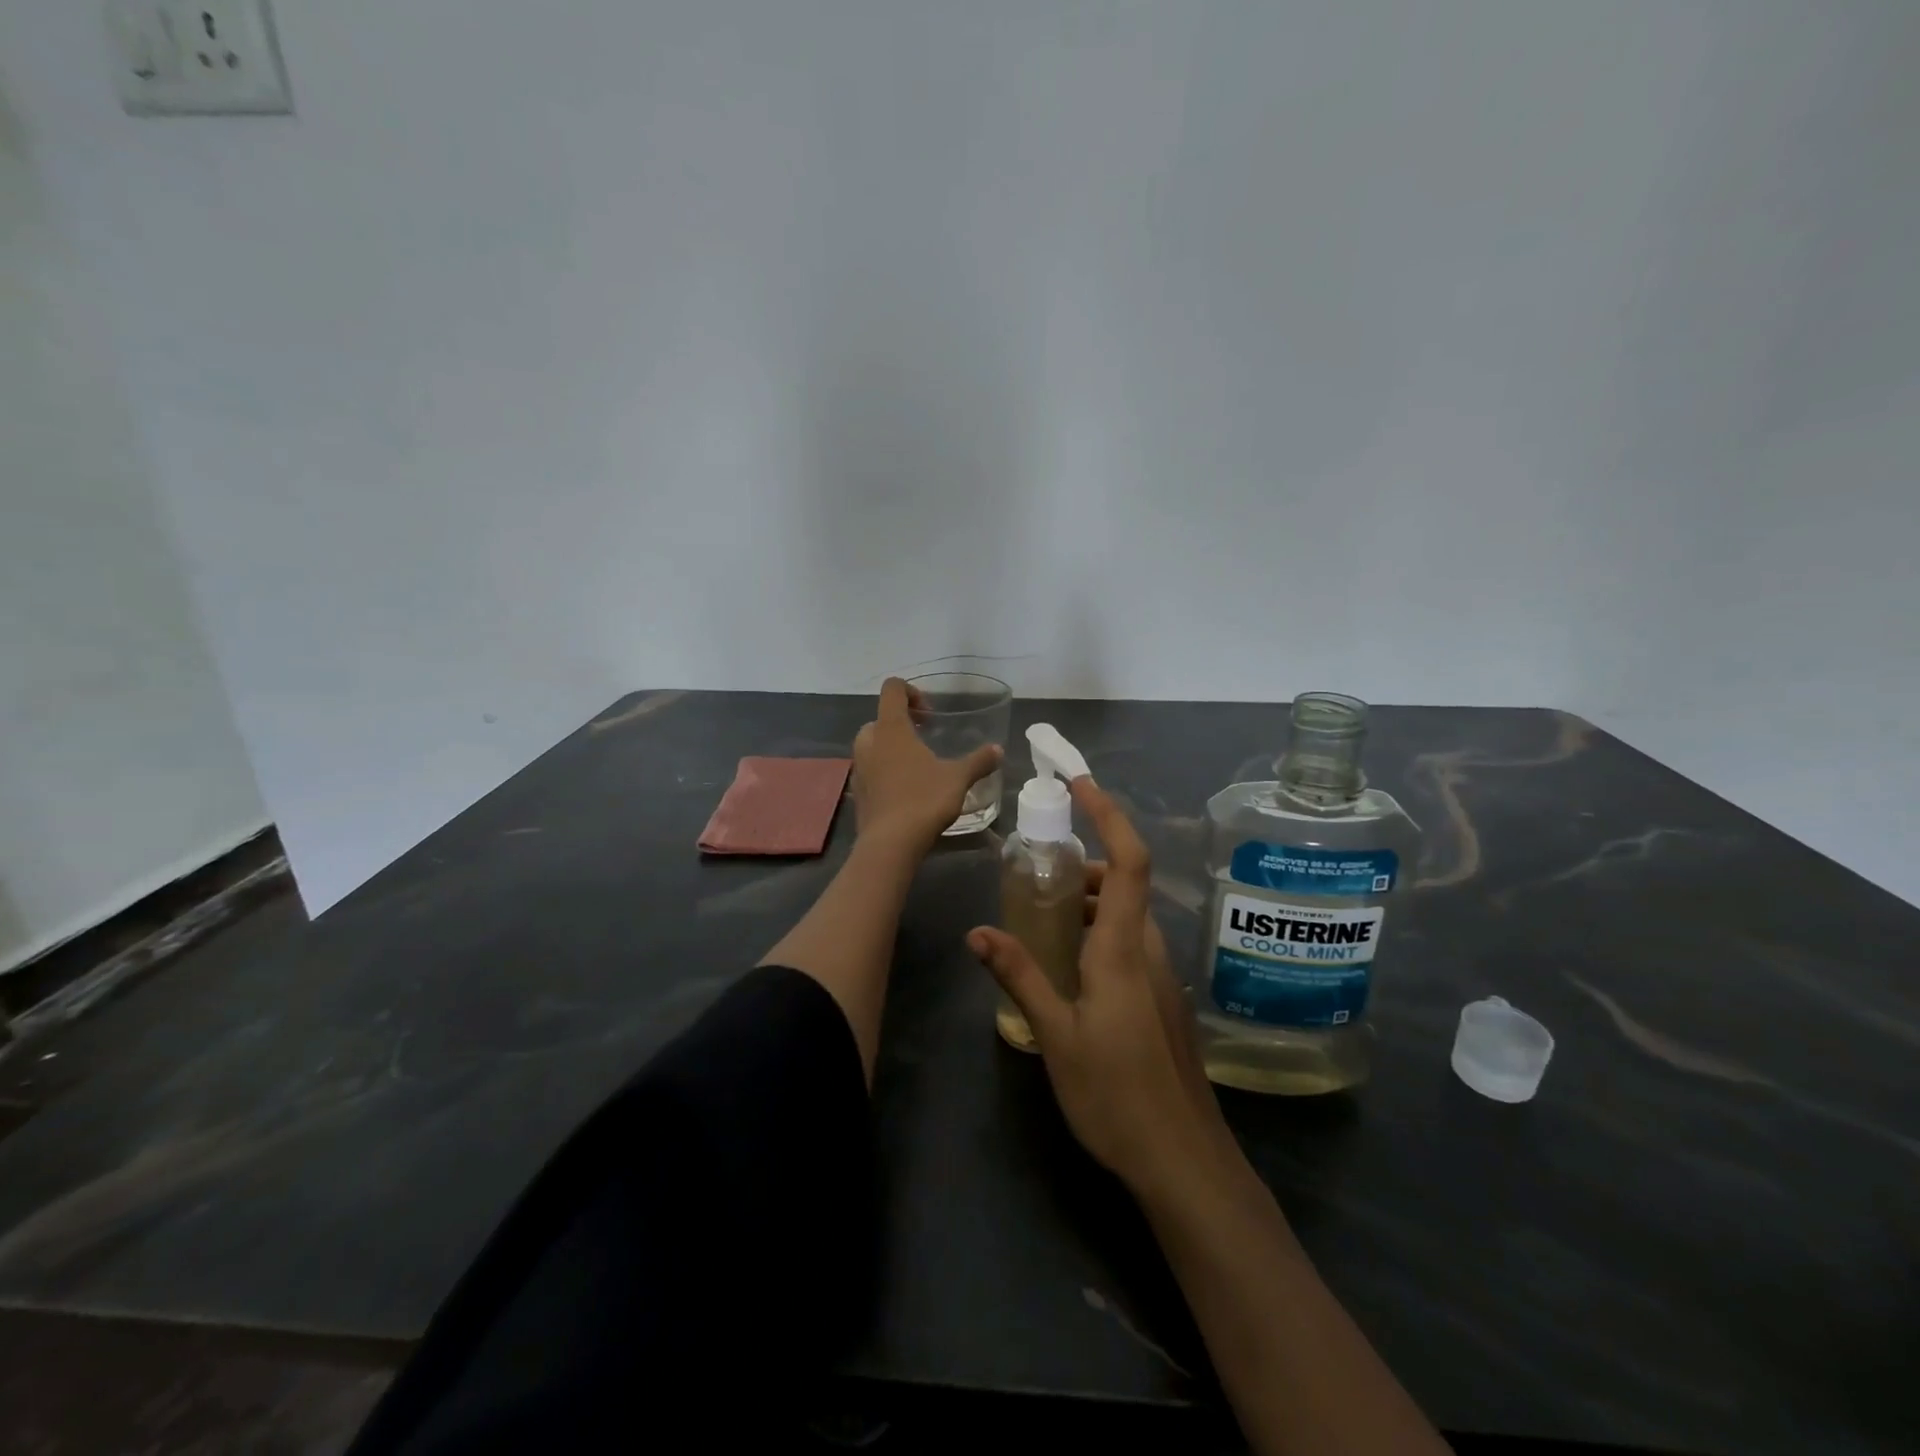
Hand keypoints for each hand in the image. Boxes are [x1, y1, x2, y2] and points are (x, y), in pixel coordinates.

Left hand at [851, 678, 1002, 854]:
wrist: (890, 843)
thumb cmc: (924, 800)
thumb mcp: (958, 778)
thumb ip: (978, 761)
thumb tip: (998, 750)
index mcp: (891, 729)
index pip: (892, 689)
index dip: (911, 692)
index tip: (930, 714)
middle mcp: (869, 742)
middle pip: (880, 718)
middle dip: (901, 723)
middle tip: (924, 738)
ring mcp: (859, 768)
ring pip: (872, 745)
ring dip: (891, 748)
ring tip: (917, 765)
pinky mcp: (857, 791)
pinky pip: (870, 770)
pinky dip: (884, 771)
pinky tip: (906, 790)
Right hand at [969, 778, 1233, 1193]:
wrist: (1183, 1162)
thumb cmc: (1116, 1094)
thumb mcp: (1056, 1033)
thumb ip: (1020, 975)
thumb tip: (978, 931)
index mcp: (1124, 949)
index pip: (1129, 861)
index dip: (1110, 814)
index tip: (1081, 784)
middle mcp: (1149, 952)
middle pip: (1127, 884)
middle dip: (1088, 865)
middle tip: (1040, 872)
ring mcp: (1161, 978)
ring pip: (1129, 917)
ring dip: (1093, 902)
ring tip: (1045, 917)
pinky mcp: (1162, 1002)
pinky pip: (1132, 946)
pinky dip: (1101, 932)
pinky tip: (1069, 968)